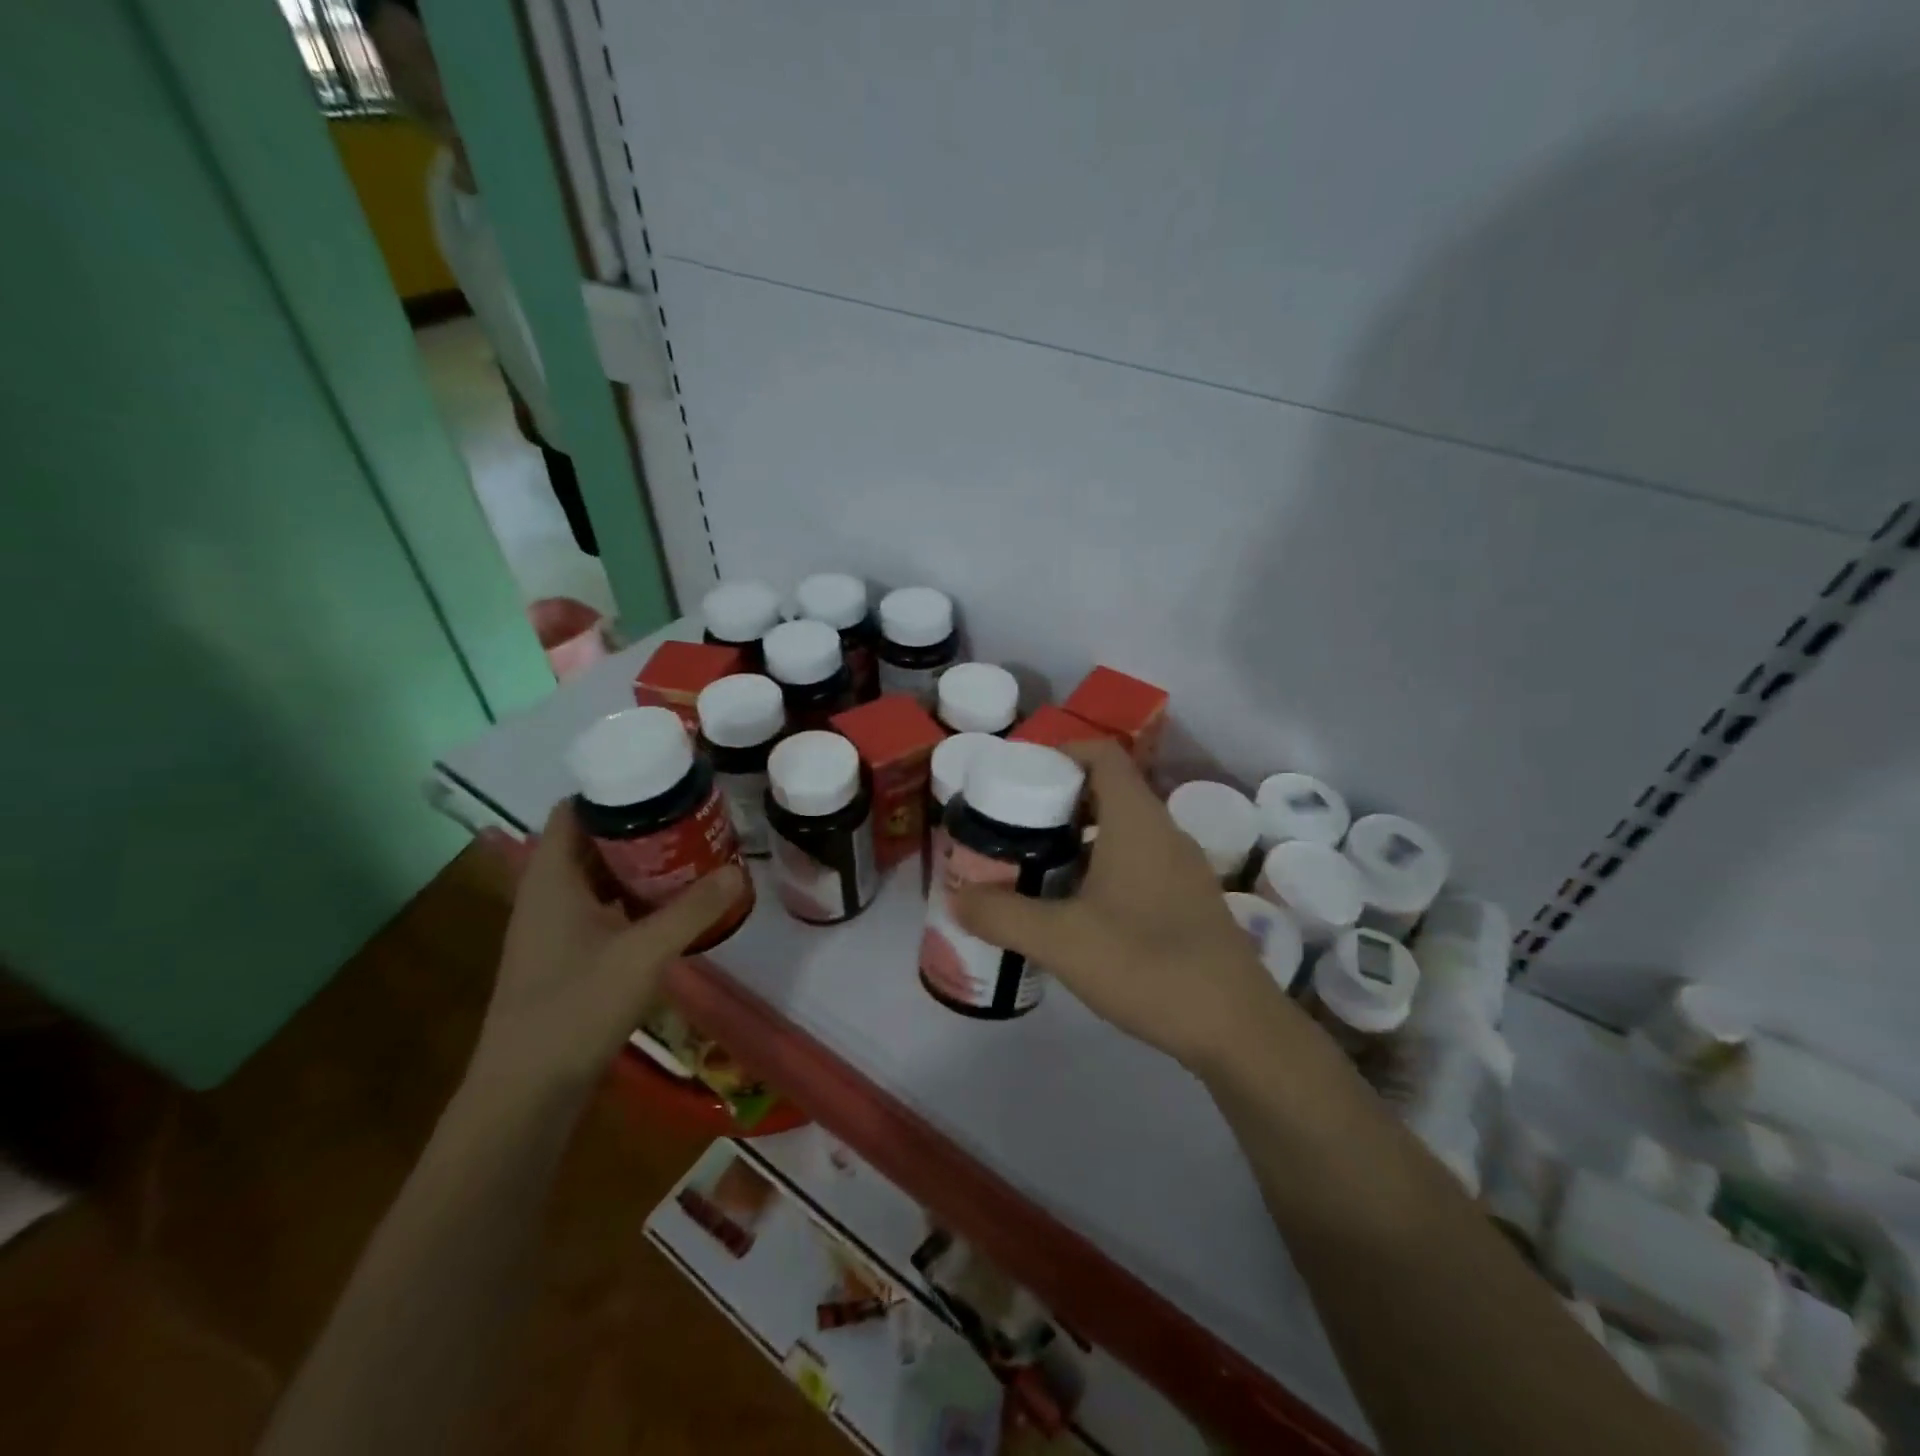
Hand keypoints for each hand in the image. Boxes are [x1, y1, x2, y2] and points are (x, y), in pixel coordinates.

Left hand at [470, 801, 744, 1103]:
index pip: (575, 811)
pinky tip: (671, 906)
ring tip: (690, 852)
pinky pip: (601, 908)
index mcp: (551, 878)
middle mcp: (547, 894)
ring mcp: (553, 928)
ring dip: (639, 864)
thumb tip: (739, 870)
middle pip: (591, 841)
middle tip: (691, 817)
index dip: (614, 791)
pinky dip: (633, 898)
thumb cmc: (575, 1008)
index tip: (662, 784)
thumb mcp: (644, 953)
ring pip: (598, 877)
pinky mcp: (565, 956)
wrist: (526, 1092)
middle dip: (639, 827)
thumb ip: (693, 910)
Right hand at [953, 741, 1299, 1070]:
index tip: (1018, 776)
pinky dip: (1102, 866)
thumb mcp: (1061, 941)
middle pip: (1108, 790)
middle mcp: (1164, 831)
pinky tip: (1077, 908)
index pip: (1100, 754)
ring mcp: (1182, 867)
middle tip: (1013, 826)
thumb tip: (956, 899)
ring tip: (1035, 865)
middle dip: (1058, 801)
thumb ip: (1002, 916)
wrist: (1235, 1027)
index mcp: (1137, 820)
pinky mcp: (1188, 900)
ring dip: (1078, 838)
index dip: (1059, 752)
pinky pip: (1138, 862)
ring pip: (1123, 830)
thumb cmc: (1146, 964)